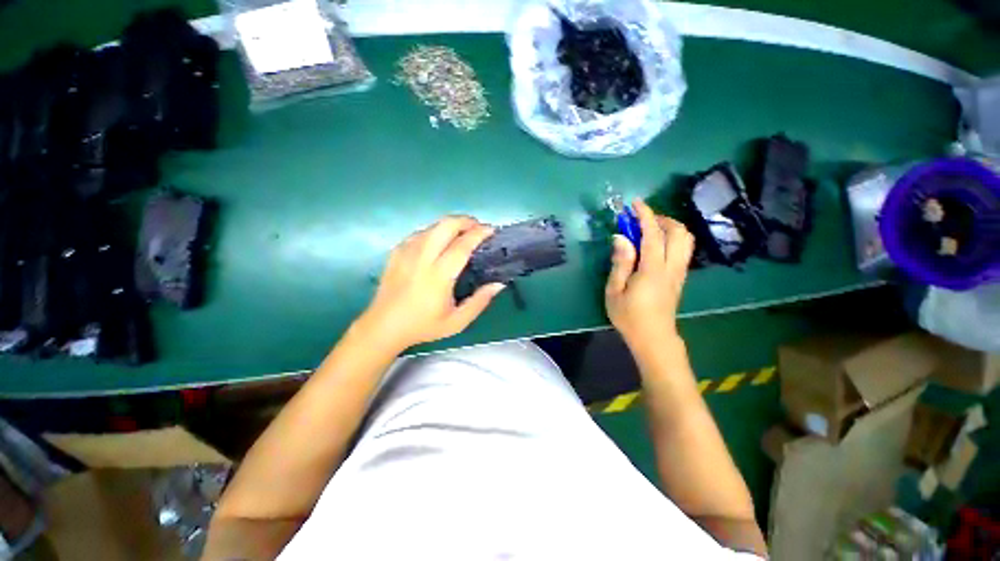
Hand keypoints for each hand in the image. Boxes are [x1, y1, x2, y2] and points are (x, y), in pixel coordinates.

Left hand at [356, 216, 504, 350]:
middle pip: (445, 225)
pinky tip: (439, 243)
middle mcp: (422, 258)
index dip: (479, 234)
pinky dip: (434, 232)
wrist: (383, 327)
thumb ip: (480, 301)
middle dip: (465, 221)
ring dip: (450, 226)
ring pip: (432, 226)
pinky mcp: (396, 252)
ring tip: (461, 235)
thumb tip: (498, 284)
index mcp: (438, 275)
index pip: (462, 245)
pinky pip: (419, 233)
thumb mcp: (457, 321)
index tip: (491, 230)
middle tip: (477, 228)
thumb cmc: (423, 326)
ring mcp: (406, 252)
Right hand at [605, 199, 694, 345]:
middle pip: (679, 233)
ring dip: (669, 228)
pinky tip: (655, 245)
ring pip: (685, 240)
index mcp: (653, 270)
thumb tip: (620, 238)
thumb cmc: (629, 316)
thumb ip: (620, 263)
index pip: (653, 235)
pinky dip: (672, 239)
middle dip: (661, 219)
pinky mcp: (680, 278)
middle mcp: (671, 267)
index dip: (645, 215)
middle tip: (641, 220)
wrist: (653, 338)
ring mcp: (679, 272)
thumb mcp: (614, 291)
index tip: (635, 203)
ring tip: (648, 230)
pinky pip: (683, 250)